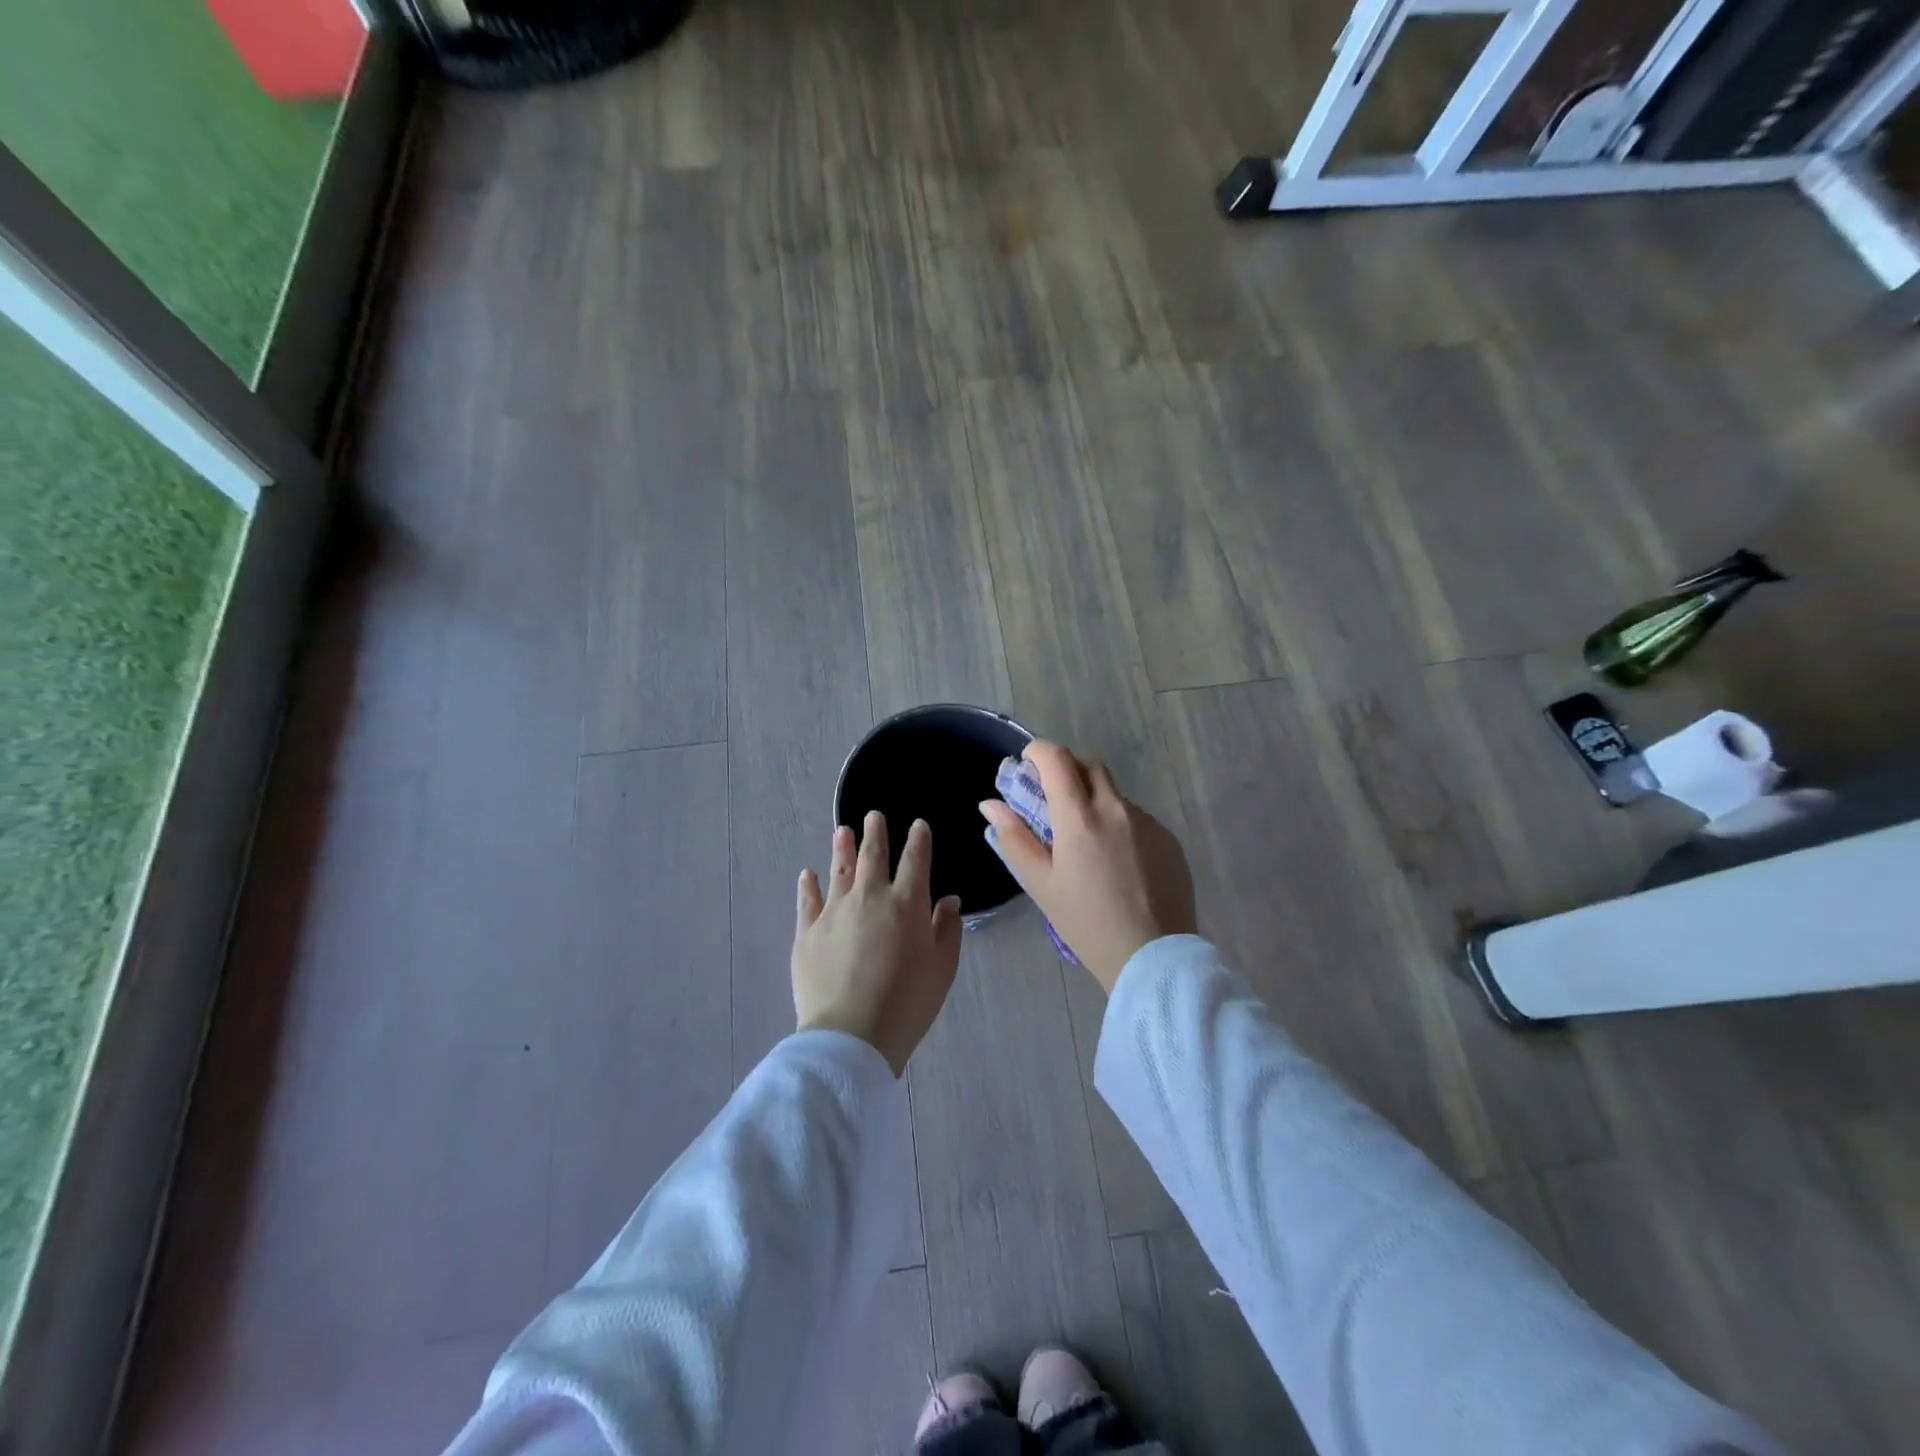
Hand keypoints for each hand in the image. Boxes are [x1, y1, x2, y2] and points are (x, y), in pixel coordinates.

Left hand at [793, 812, 963, 1076]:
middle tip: (873, 815)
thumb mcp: (942, 967)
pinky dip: (808, 885)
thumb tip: (948, 899)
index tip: (918, 825)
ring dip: (842, 848)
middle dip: (875, 832)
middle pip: (873, 855)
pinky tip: (807, 874)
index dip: (918, 839)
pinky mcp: (807, 932)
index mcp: (907, 902)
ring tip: (842, 831)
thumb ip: (947, 929)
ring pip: (839, 870)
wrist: (852, 1033)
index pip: (916, 860)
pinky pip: (807, 901)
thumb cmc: (908, 1002)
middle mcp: (869, 896)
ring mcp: (834, 911)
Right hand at [978, 742, 1195, 993]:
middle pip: (1089, 766)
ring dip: (1094, 801)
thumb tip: (990, 804)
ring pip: (1114, 794)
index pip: (1057, 759)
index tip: (1028, 764)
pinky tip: (1118, 863)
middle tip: (1053, 800)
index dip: (1038, 752)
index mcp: (1080, 818)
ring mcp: (1148, 822)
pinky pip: (1138, 818)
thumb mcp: (1040, 884)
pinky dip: (1120, 825)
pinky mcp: (1169, 839)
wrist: (1152, 957)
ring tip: (1087, 844)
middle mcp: (1116, 809)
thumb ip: (1014, 838)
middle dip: (1067, 771)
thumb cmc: (1085, 923)